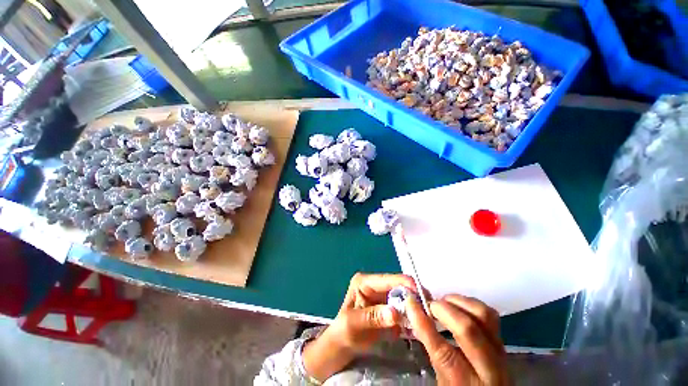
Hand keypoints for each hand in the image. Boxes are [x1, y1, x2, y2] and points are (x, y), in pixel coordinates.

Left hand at [303, 273, 417, 380]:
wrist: (341, 346)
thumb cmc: (343, 331)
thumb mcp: (353, 323)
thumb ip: (373, 317)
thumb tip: (395, 313)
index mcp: (364, 282)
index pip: (386, 279)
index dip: (403, 283)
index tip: (420, 292)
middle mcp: (374, 286)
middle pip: (397, 287)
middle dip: (412, 296)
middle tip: (428, 307)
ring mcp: (382, 297)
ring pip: (402, 298)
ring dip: (413, 307)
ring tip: (427, 316)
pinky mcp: (388, 308)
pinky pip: (402, 309)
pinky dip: (410, 316)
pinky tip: (419, 324)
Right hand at [406, 294, 509, 385]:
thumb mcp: (442, 378)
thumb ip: (431, 348)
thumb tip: (414, 314)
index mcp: (466, 384)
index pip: (443, 352)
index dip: (423, 323)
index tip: (410, 302)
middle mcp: (489, 369)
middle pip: (468, 329)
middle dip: (444, 309)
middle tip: (430, 305)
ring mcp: (500, 351)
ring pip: (484, 315)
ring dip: (459, 302)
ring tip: (444, 302)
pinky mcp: (503, 340)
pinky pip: (489, 314)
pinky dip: (470, 304)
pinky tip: (457, 306)